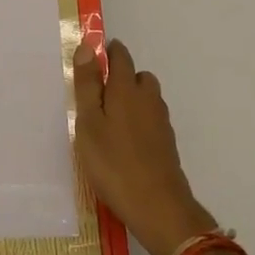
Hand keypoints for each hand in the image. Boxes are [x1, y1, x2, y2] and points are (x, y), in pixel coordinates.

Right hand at [73, 38, 217, 254]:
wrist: (158, 207)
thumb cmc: (114, 163)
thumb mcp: (89, 123)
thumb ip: (88, 85)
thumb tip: (88, 47)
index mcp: (126, 89)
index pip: (120, 56)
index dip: (107, 52)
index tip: (92, 60)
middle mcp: (148, 99)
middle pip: (137, 76)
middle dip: (120, 78)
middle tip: (97, 97)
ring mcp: (161, 122)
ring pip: (146, 99)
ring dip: (131, 101)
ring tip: (109, 123)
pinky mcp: (167, 144)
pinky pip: (151, 120)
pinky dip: (139, 123)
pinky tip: (125, 144)